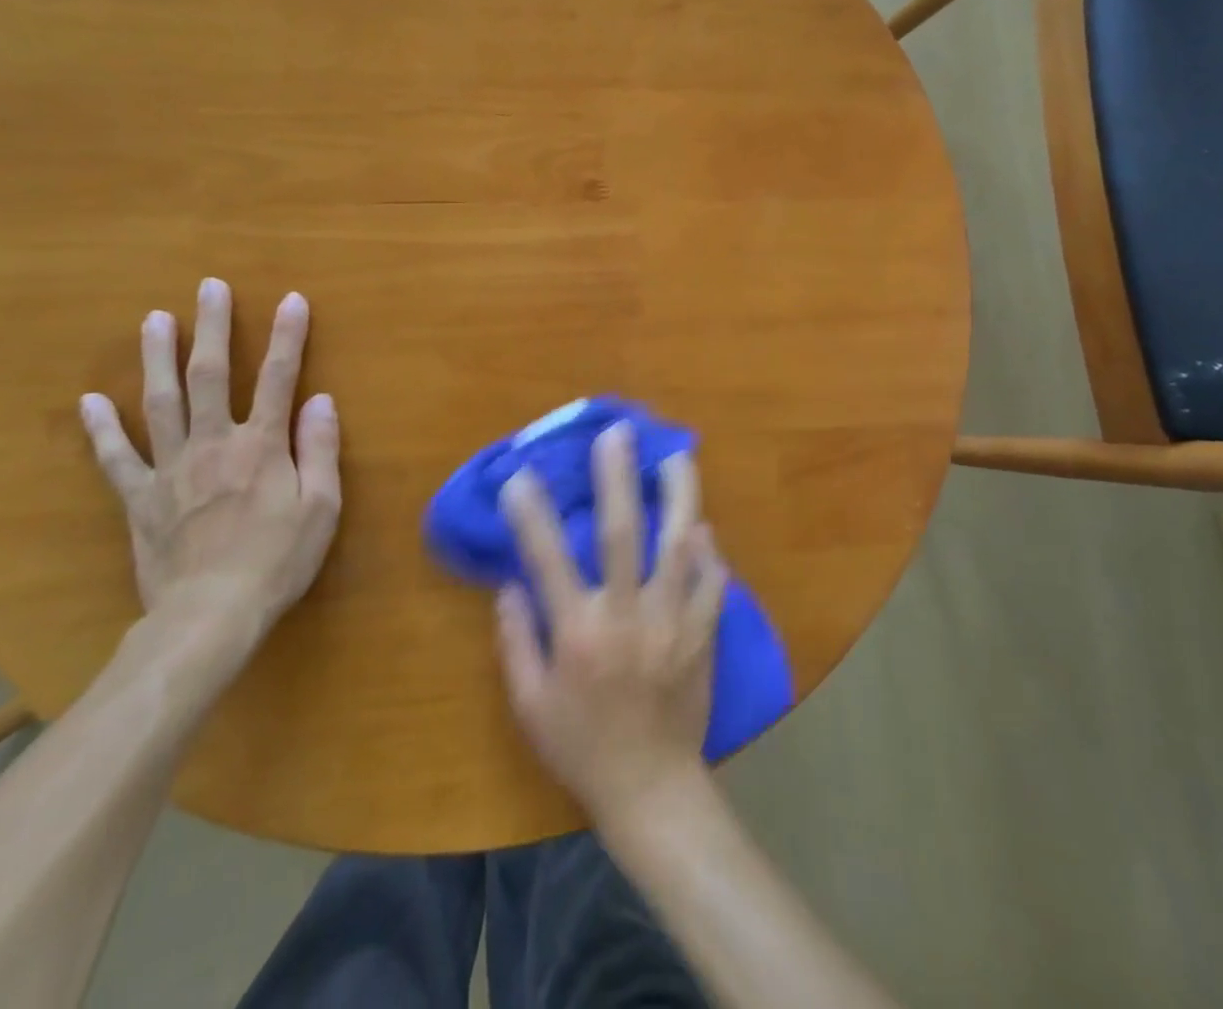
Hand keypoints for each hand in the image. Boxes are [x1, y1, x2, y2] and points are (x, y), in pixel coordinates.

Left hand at [80, 277, 340, 633]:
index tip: (292, 300)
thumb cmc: (278, 560)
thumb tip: (321, 400)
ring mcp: (171, 468)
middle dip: (213, 328)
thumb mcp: (321, 507)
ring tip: (154, 319)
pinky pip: (117, 458)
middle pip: (210, 375)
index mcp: (262, 446)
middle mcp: (214, 444)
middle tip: (209, 287)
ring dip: (158, 357)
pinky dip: (102, 429)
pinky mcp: (141, 498)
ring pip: (162, 402)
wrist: (211, 615)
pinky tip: (91, 400)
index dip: (287, 337)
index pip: (278, 379)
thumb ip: (320, 450)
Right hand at [496, 420, 727, 825]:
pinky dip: (709, 553)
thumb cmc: (581, 746)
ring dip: (679, 497)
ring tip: (677, 456)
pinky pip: (712, 583)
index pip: (547, 560)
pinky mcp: (703, 635)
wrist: (651, 789)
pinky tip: (704, 528)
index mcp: (578, 633)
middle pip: (623, 535)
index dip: (531, 515)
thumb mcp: (529, 705)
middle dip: (618, 478)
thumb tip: (510, 583)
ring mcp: (672, 623)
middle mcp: (627, 617)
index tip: (520, 475)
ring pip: (679, 547)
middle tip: (618, 433)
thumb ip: (516, 640)